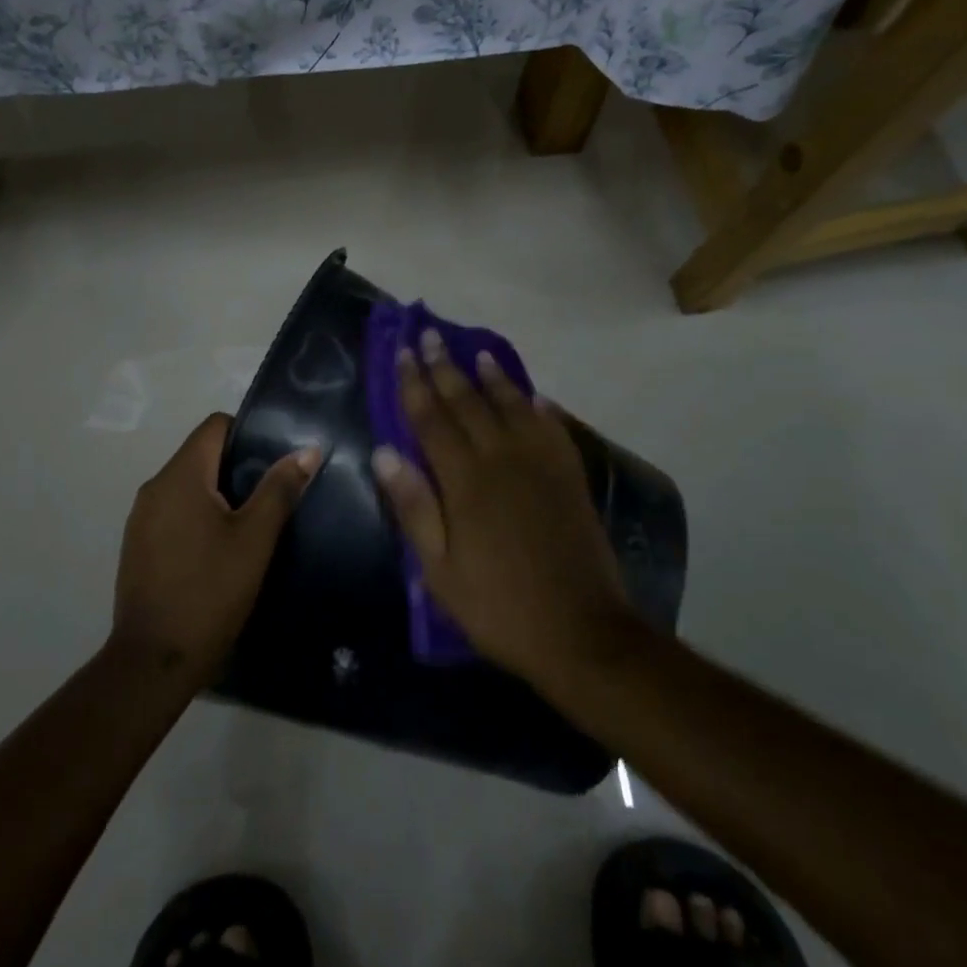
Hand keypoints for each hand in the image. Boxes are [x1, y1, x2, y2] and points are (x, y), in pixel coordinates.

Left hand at [110, 413, 320, 691]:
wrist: (153, 661)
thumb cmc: (209, 592)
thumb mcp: (255, 539)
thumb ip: (279, 489)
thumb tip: (307, 450)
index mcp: (180, 475)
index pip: (215, 425)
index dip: (248, 433)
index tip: (275, 459)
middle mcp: (155, 487)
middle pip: (201, 454)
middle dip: (238, 467)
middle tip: (273, 493)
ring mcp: (141, 518)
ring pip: (188, 486)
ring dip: (219, 495)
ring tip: (252, 523)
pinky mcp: (138, 546)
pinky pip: (174, 512)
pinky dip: (199, 517)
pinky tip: (221, 549)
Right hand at [371, 330, 634, 683]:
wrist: (581, 632)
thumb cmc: (498, 606)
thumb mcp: (440, 570)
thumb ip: (415, 507)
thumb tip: (384, 452)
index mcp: (465, 481)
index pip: (432, 419)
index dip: (414, 384)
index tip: (402, 353)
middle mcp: (502, 459)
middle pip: (468, 402)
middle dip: (445, 367)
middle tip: (430, 335)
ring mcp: (541, 465)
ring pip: (512, 406)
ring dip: (492, 377)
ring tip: (478, 352)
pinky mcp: (569, 477)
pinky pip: (552, 429)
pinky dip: (539, 407)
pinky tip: (533, 396)